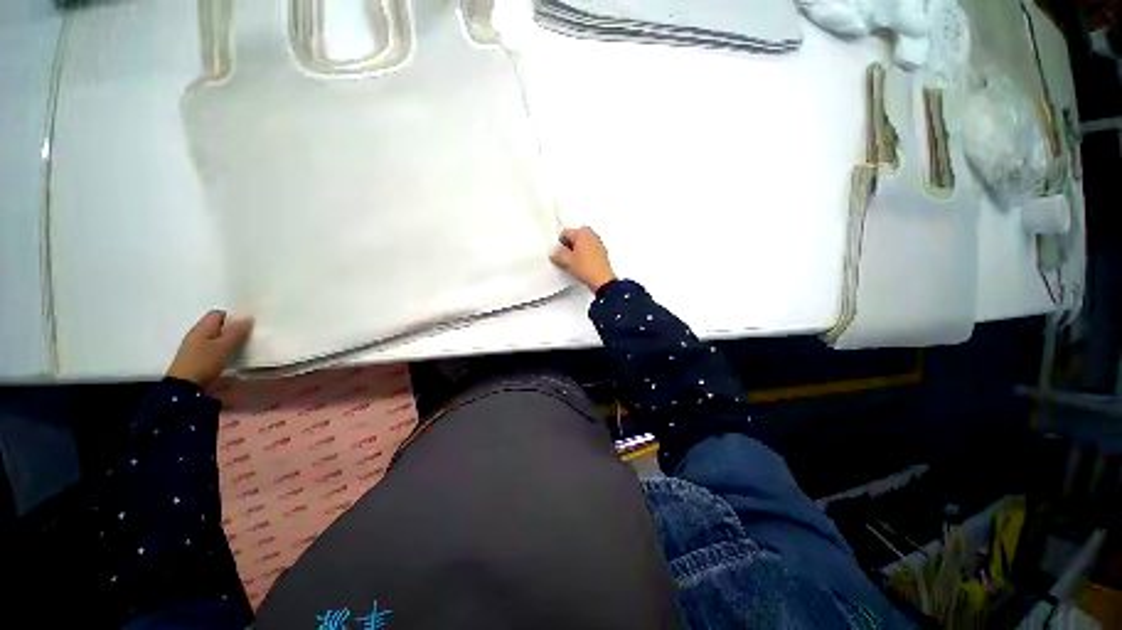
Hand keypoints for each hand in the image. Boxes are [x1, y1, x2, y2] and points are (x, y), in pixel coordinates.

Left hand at [166, 310, 252, 386]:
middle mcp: (197, 335)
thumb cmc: (204, 363)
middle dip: (232, 330)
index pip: (218, 314)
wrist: (184, 387)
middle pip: (217, 327)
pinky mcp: (197, 359)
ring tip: (242, 348)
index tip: (246, 326)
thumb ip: (236, 332)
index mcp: (202, 328)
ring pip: (216, 338)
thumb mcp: (224, 346)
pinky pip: (213, 349)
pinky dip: (223, 351)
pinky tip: (231, 358)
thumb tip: (247, 317)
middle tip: (248, 337)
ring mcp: (195, 348)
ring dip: (228, 342)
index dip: (233, 317)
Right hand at [550, 226, 616, 291]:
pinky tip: (582, 264)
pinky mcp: (602, 252)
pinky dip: (585, 253)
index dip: (560, 243)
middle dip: (569, 244)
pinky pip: (590, 249)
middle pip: (575, 236)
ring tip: (574, 261)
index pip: (566, 233)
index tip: (558, 252)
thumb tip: (554, 254)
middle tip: (565, 255)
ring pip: (583, 242)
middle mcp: (592, 235)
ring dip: (577, 249)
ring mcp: (598, 243)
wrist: (602, 280)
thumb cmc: (587, 268)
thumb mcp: (567, 262)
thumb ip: (558, 255)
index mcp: (582, 233)